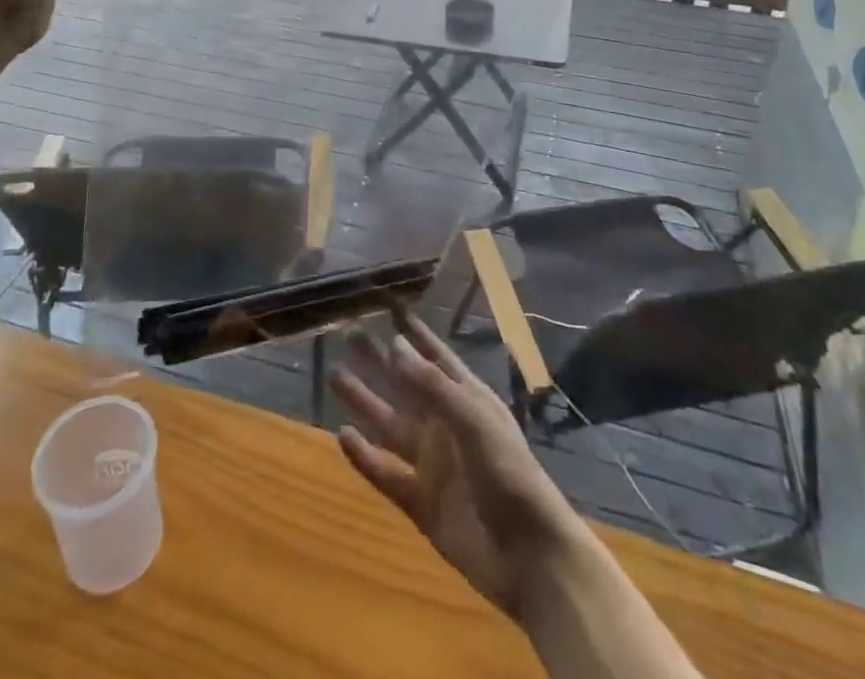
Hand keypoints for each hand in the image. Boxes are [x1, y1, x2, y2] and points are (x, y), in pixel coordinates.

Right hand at [331, 310, 581, 619]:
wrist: (529, 557)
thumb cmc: (509, 474)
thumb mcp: (473, 420)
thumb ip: (432, 385)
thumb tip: (394, 344)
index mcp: (467, 399)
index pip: (435, 356)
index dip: (414, 332)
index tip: (389, 306)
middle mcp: (446, 425)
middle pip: (406, 386)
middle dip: (379, 360)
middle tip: (349, 334)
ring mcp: (433, 464)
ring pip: (390, 424)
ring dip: (364, 401)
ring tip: (335, 375)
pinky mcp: (421, 503)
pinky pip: (386, 474)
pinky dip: (364, 457)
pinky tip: (342, 436)